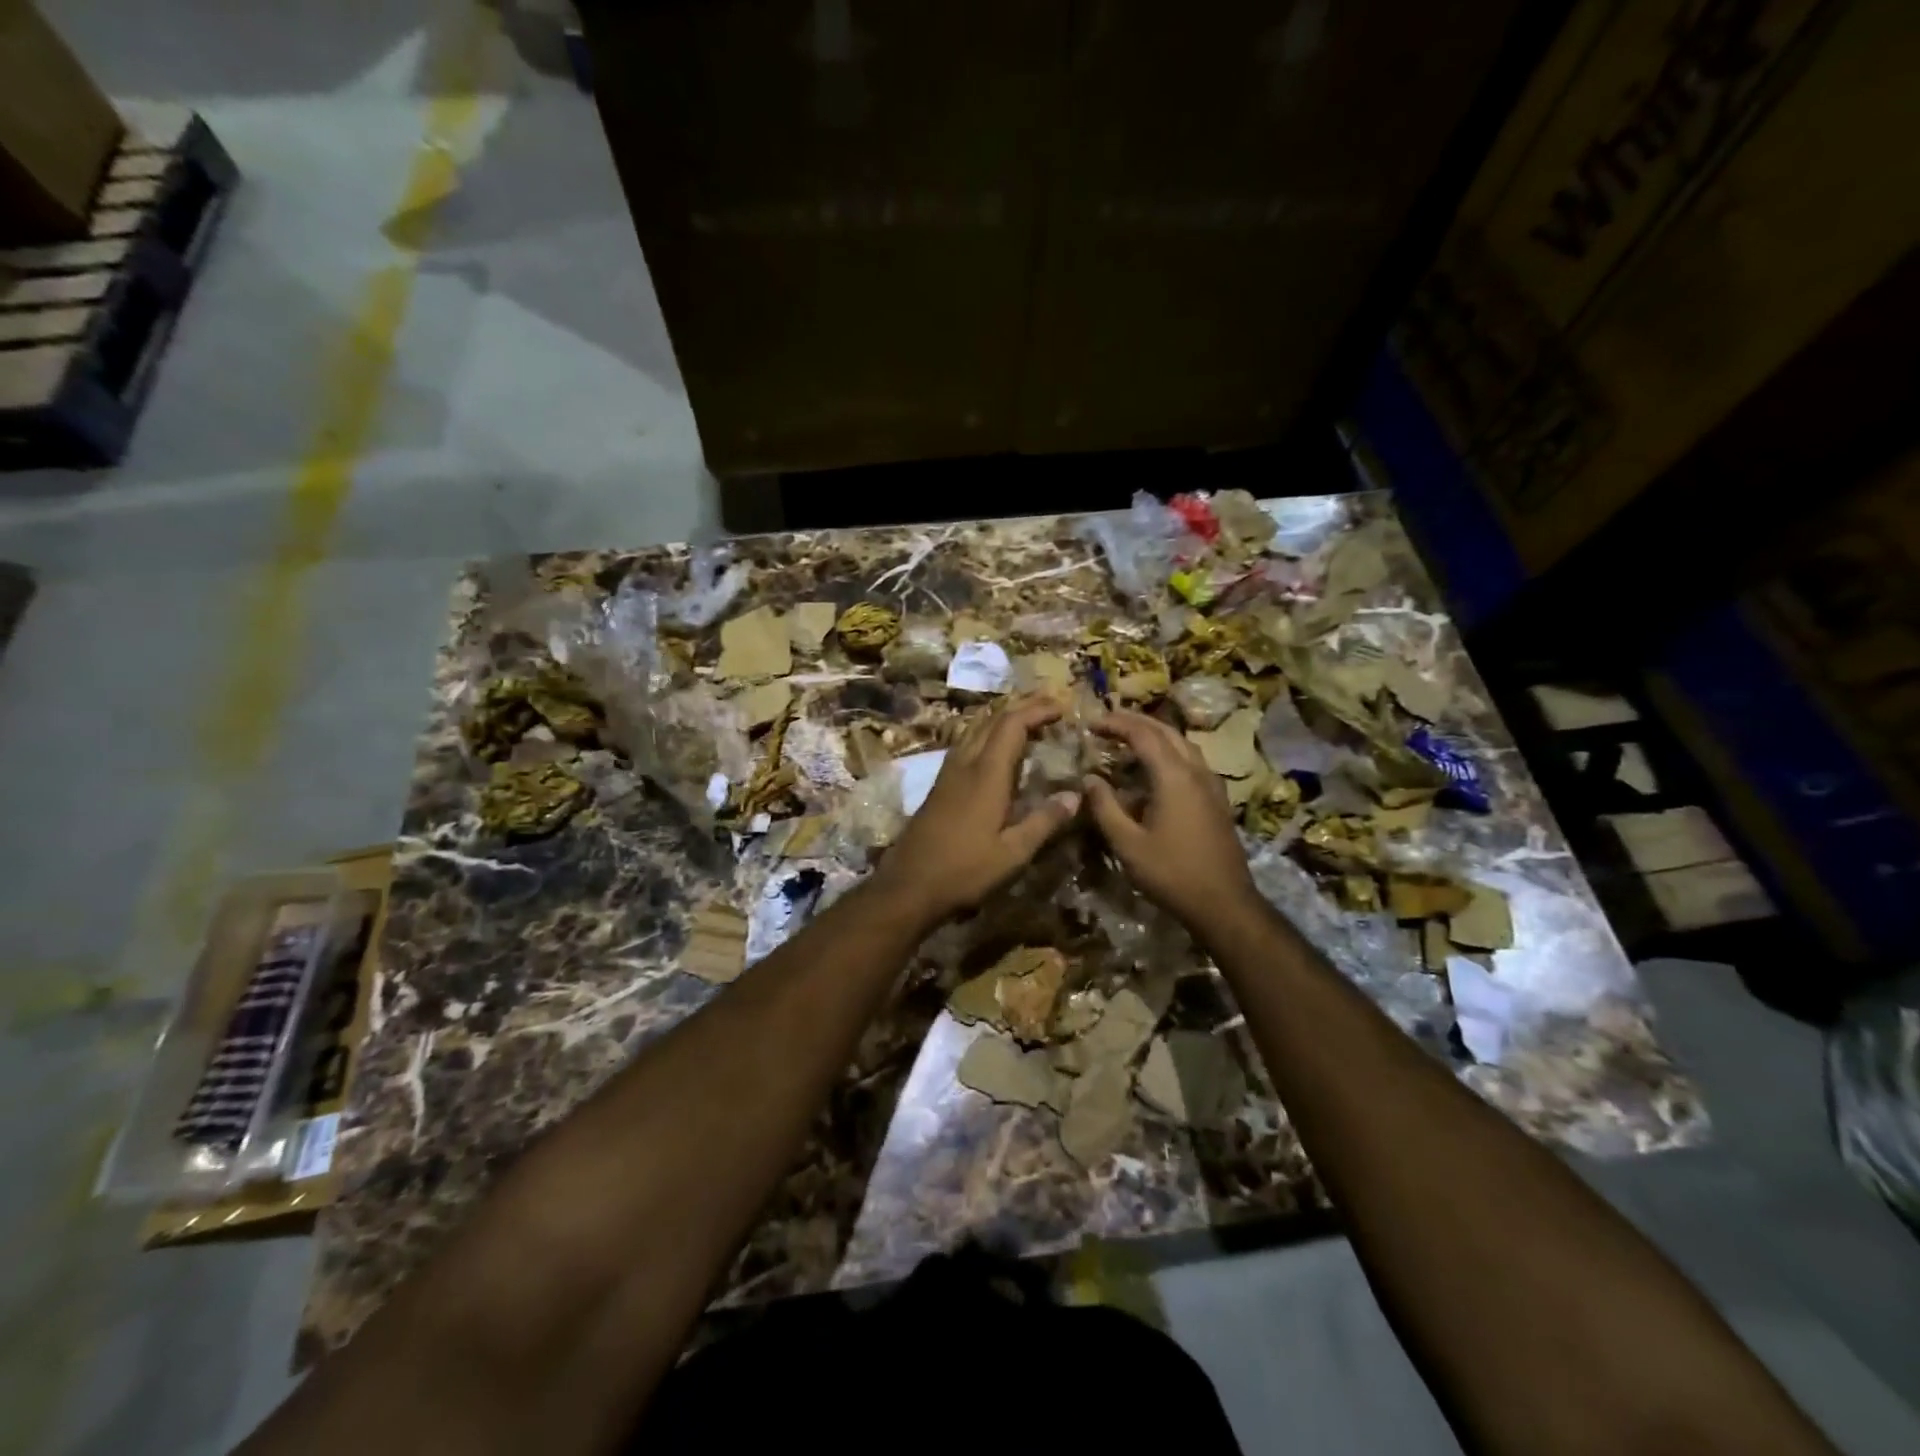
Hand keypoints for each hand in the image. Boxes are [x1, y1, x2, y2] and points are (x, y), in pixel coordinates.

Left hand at [871, 696, 1080, 927]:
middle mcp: (965, 764)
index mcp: (986, 775)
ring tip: (1026, 721)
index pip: (1012, 725)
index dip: (1037, 711)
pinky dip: (987, 736)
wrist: (907, 886)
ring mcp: (947, 774)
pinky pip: (966, 745)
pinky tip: (994, 752)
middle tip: (1049, 706)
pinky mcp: (938, 787)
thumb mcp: (1012, 853)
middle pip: (992, 720)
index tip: (1062, 707)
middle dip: (1022, 707)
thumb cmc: (963, 871)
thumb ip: (1044, 821)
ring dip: (1002, 719)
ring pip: (975, 730)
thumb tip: (1075, 795)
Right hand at [1083, 709, 1259, 926]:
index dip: (1115, 724)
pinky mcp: (1217, 799)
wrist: (1224, 903)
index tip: (1091, 725)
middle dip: (1135, 722)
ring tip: (1129, 739)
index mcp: (1173, 776)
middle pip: (1166, 731)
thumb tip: (1089, 779)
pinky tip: (1157, 770)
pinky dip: (1169, 752)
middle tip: (1107, 722)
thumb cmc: (1172, 873)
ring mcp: (1211, 784)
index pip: (1142, 734)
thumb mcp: (1128, 844)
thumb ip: (1105, 807)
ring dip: (1155, 734)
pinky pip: (1191, 761)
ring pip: (1182, 744)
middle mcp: (1196, 771)